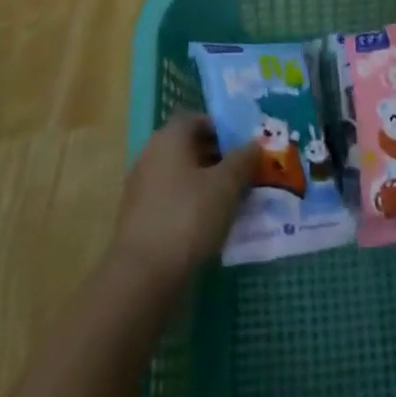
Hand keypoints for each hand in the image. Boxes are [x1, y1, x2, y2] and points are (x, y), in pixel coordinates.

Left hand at [111, 115, 260, 287]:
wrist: (142, 277)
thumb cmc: (188, 217)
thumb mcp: (226, 185)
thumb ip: (243, 160)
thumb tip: (255, 144)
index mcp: (169, 138)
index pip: (197, 119)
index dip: (223, 128)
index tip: (245, 147)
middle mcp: (151, 155)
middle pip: (189, 147)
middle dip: (218, 157)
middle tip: (246, 174)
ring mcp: (142, 188)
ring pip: (181, 176)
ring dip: (206, 184)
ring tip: (234, 202)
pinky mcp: (139, 219)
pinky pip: (172, 200)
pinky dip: (191, 206)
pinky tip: (211, 226)